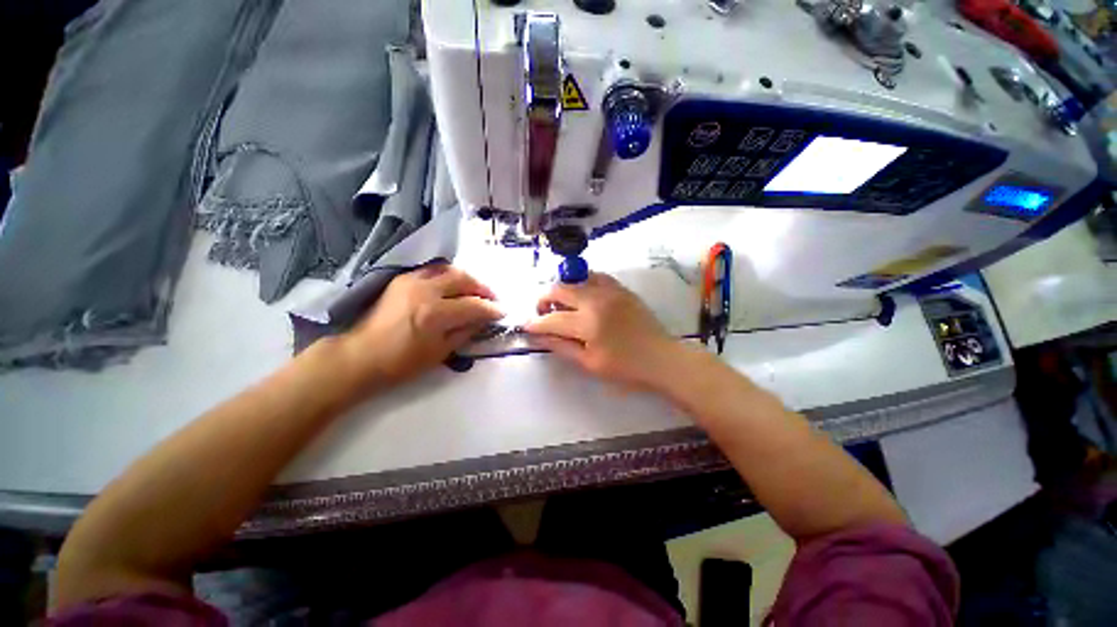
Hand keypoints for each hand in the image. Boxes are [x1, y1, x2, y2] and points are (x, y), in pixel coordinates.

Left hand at [341, 264, 503, 385]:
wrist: (359, 356)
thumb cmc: (401, 363)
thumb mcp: (440, 352)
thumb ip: (466, 332)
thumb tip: (484, 320)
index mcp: (435, 314)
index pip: (474, 305)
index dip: (492, 309)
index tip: (502, 312)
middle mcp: (425, 290)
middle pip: (464, 279)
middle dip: (483, 288)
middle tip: (492, 299)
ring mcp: (411, 281)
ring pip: (449, 269)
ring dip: (467, 278)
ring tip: (475, 290)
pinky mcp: (402, 279)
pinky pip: (432, 270)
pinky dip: (448, 275)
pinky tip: (453, 286)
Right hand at [524, 273, 681, 389]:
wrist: (661, 358)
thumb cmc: (625, 368)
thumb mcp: (589, 363)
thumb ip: (561, 347)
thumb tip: (537, 336)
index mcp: (588, 322)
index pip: (552, 318)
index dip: (535, 323)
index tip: (525, 325)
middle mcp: (596, 299)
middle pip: (559, 289)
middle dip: (543, 300)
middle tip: (542, 314)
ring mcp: (610, 290)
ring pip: (576, 278)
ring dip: (562, 289)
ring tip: (562, 305)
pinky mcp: (621, 288)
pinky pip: (595, 276)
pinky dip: (582, 282)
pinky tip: (582, 296)